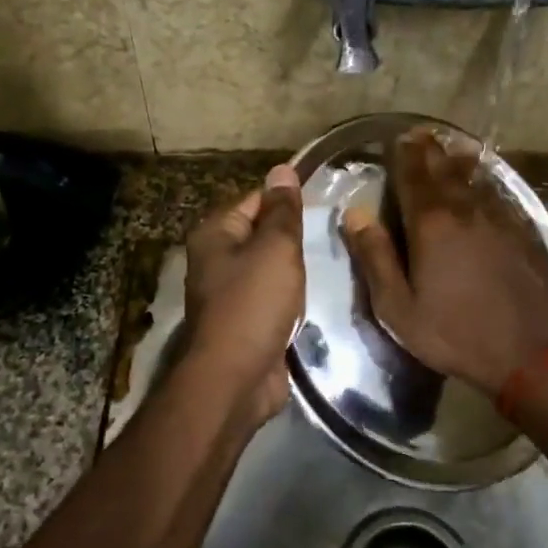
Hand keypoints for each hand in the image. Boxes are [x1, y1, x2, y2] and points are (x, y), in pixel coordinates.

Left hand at [183, 164, 304, 425]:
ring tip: (328, 263)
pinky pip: (272, 299)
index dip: (287, 200)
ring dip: (293, 271)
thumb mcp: (275, 248)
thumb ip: (282, 211)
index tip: (324, 202)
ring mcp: (228, 294)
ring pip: (269, 269)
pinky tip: (312, 299)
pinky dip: (290, 299)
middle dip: (293, 237)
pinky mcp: (244, 323)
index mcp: (215, 234)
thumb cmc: (254, 303)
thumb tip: (282, 169)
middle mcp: (216, 260)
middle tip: (331, 234)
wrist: (236, 378)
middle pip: (261, 234)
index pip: (255, 200)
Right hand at [341, 130, 547, 396]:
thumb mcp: (398, 307)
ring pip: (476, 179)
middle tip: (421, 135)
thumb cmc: (455, 333)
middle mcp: (466, 210)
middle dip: (430, 151)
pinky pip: (500, 196)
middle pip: (445, 170)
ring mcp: (501, 219)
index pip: (413, 175)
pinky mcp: (525, 233)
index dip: (404, 154)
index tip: (398, 138)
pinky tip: (485, 185)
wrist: (530, 353)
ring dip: (459, 161)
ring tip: (450, 149)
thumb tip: (355, 213)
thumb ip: (375, 257)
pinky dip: (487, 184)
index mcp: (431, 223)